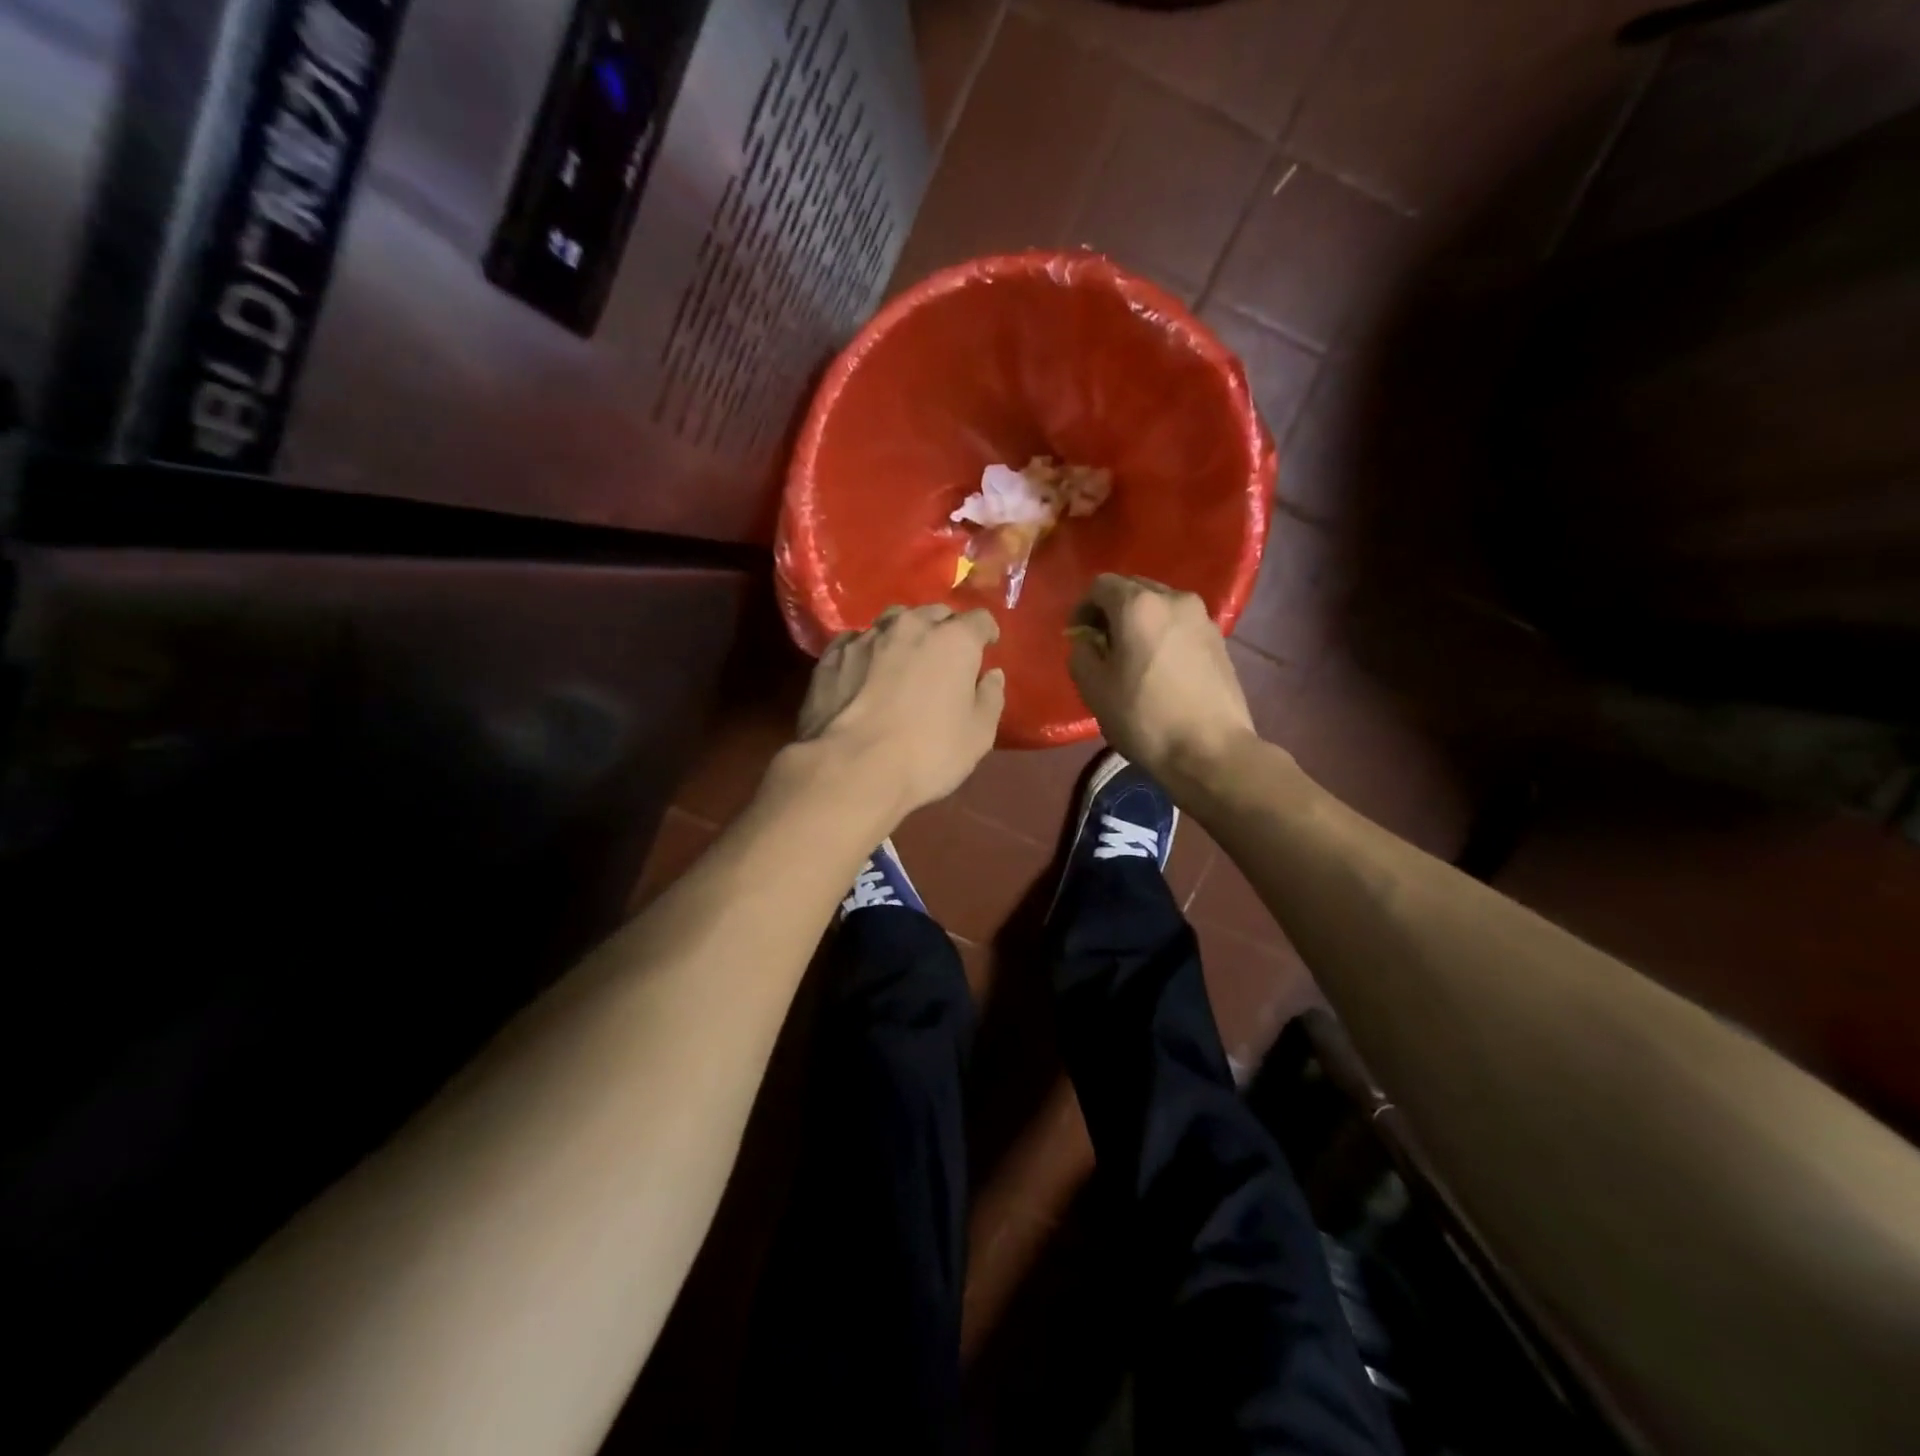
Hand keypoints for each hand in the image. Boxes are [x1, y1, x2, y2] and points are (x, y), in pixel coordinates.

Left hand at [796, 604, 1004, 818]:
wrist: (851, 768)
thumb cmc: (928, 753)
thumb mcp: (978, 735)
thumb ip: (990, 698)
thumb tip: (991, 676)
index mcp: (953, 640)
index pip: (979, 619)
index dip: (986, 633)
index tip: (986, 648)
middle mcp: (910, 626)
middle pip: (934, 613)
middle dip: (944, 628)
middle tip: (946, 656)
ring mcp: (866, 637)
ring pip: (893, 621)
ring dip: (904, 635)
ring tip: (903, 658)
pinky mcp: (832, 655)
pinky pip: (856, 641)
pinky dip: (867, 651)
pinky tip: (864, 672)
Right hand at [1067, 574, 1255, 780]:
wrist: (1210, 750)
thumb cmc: (1144, 717)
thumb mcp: (1094, 688)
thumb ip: (1081, 653)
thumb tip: (1087, 641)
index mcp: (1138, 605)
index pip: (1100, 585)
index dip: (1082, 608)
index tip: (1078, 637)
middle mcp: (1173, 598)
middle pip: (1133, 589)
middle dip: (1112, 611)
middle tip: (1102, 646)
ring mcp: (1202, 617)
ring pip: (1160, 606)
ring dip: (1139, 622)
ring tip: (1132, 658)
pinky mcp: (1219, 639)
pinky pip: (1180, 625)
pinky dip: (1163, 635)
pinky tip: (1160, 668)